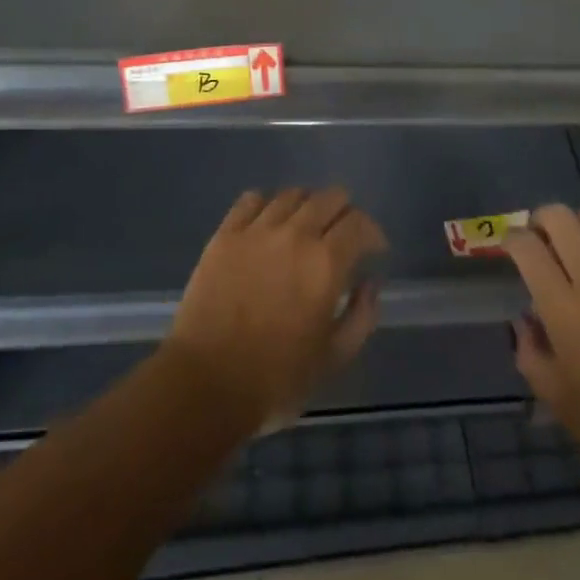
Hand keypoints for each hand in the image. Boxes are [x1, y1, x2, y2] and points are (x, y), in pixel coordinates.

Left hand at [162, 188, 386, 430]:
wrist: (206, 385)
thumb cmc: (276, 379)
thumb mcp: (333, 358)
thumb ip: (361, 316)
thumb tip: (370, 283)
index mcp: (326, 263)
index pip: (359, 223)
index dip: (372, 233)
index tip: (373, 249)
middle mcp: (295, 234)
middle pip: (330, 197)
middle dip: (344, 213)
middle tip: (341, 237)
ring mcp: (257, 230)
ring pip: (292, 194)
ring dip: (307, 206)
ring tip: (305, 227)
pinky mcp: (225, 234)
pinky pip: (251, 199)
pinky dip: (266, 204)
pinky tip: (267, 223)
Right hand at [503, 205, 579, 508]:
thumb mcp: (560, 402)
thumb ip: (531, 353)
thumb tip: (526, 320)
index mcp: (563, 310)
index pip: (526, 247)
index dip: (512, 239)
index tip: (511, 248)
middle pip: (559, 217)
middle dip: (542, 221)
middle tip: (543, 242)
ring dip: (579, 226)